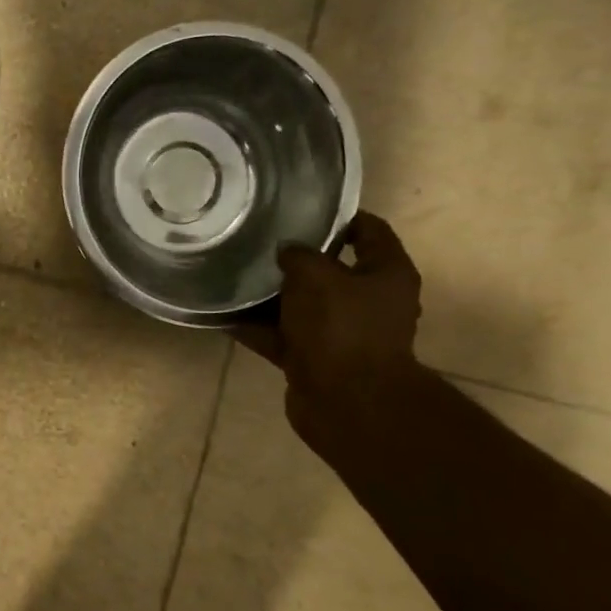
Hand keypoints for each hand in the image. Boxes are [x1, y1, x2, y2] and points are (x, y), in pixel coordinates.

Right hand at [236, 213, 423, 451]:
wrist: (345, 402)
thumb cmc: (340, 327)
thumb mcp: (316, 276)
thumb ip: (298, 254)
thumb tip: (286, 251)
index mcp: (386, 274)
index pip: (370, 230)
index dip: (340, 215)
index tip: (302, 207)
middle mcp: (369, 302)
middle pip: (330, 270)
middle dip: (296, 258)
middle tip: (260, 240)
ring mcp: (341, 333)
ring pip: (301, 305)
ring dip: (271, 295)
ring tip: (235, 274)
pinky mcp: (315, 359)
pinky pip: (281, 336)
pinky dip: (257, 328)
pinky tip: (224, 315)